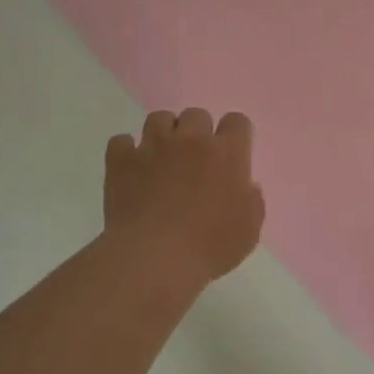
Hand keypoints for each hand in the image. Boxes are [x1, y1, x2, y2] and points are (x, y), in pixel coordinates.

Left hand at [104, 109, 264, 285]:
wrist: (154, 259)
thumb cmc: (210, 247)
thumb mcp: (249, 230)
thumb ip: (252, 201)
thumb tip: (246, 186)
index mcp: (227, 153)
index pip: (237, 121)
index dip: (235, 135)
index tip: (231, 155)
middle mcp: (191, 140)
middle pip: (197, 114)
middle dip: (198, 132)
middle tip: (195, 160)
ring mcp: (153, 147)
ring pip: (159, 118)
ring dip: (164, 134)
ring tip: (162, 158)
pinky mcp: (121, 161)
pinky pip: (121, 141)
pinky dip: (126, 151)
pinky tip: (131, 169)